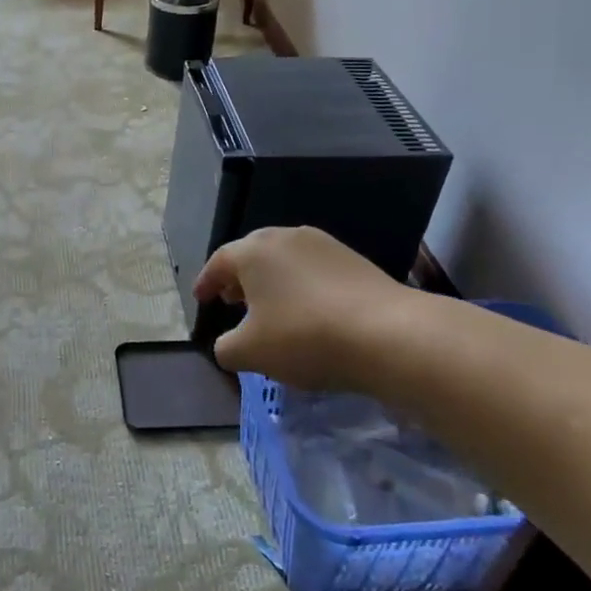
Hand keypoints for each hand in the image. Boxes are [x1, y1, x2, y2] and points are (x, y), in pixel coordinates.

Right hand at [193, 226, 410, 390]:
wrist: (388, 334)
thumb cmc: (304, 336)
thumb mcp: (249, 353)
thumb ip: (226, 348)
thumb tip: (228, 345)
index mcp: (253, 251)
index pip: (219, 261)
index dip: (207, 281)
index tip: (201, 299)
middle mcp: (285, 237)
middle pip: (253, 254)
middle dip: (239, 278)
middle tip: (234, 301)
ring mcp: (324, 245)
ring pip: (285, 260)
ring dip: (272, 282)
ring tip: (271, 309)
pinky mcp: (354, 260)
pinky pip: (313, 270)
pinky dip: (301, 287)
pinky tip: (308, 313)